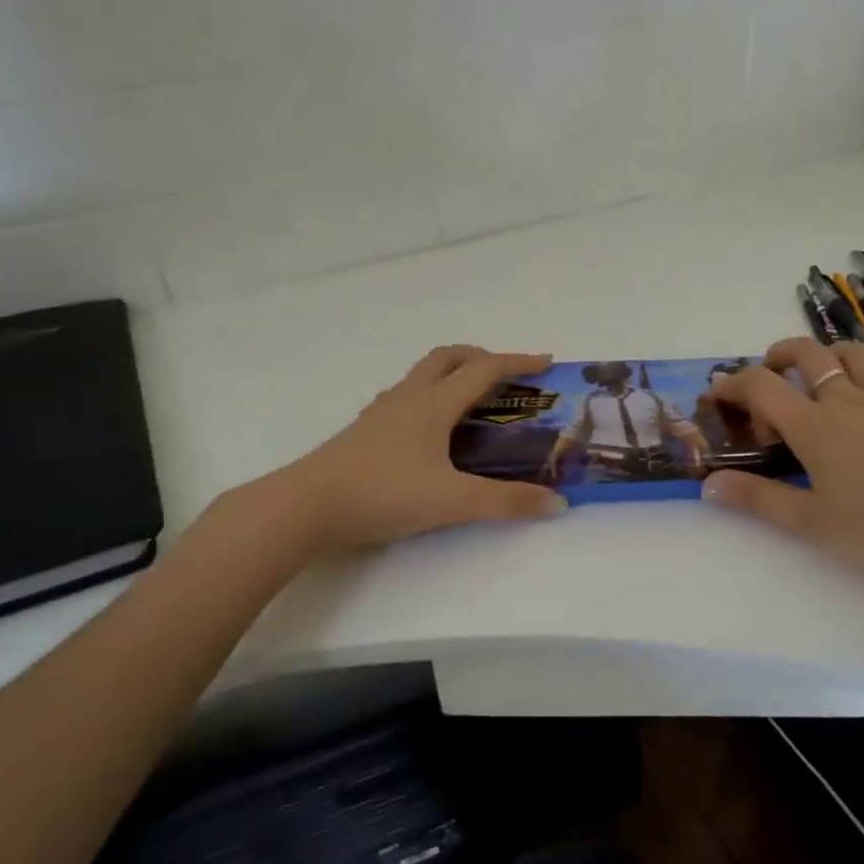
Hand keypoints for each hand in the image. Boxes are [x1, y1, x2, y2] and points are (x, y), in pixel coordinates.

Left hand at [269, 346, 567, 553]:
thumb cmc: (383, 493)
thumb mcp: (452, 501)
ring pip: (422, 376)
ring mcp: (382, 412)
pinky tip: (431, 430)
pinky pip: (405, 398)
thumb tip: (557, 504)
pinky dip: (429, 398)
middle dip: (480, 357)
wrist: (306, 506)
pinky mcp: (365, 431)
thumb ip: (506, 503)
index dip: (517, 362)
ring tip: (472, 401)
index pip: (484, 370)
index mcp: (434, 404)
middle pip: (447, 357)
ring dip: (452, 375)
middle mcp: (409, 398)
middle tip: (505, 375)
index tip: (546, 362)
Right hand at [701, 338, 863, 584]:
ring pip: (852, 353)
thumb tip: (709, 485)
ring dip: (827, 355)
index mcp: (815, 426)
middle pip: (808, 354)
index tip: (719, 389)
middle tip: (769, 372)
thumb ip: (758, 499)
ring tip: (819, 376)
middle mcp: (848, 400)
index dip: (735, 382)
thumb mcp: (811, 522)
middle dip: (780, 354)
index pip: (763, 386)